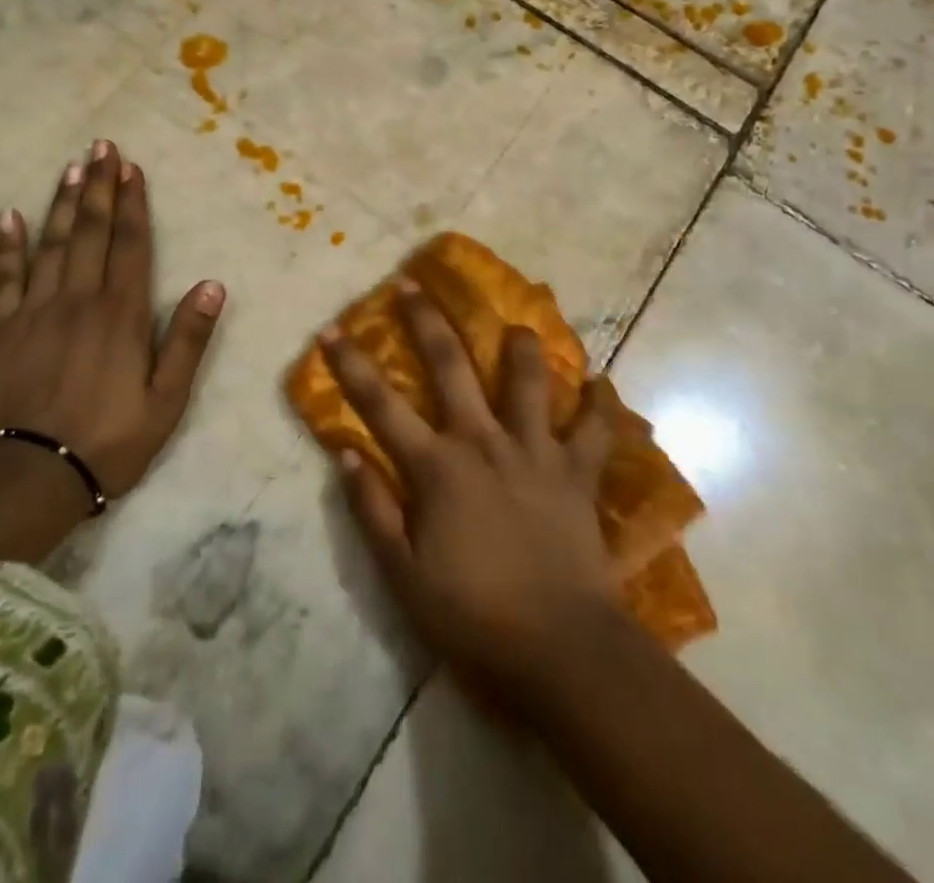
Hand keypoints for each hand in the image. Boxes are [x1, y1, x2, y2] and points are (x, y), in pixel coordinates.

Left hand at [0, 140, 225, 500]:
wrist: (27, 479)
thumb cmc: (109, 440)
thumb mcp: (167, 400)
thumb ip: (188, 339)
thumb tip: (214, 284)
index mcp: (121, 314)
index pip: (130, 244)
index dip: (132, 203)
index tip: (132, 168)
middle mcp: (78, 299)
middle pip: (91, 232)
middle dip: (99, 186)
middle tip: (102, 146)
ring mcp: (34, 311)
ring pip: (52, 244)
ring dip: (63, 203)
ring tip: (72, 167)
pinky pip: (4, 277)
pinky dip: (8, 245)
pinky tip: (9, 216)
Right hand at [320, 283, 618, 709]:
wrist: (560, 649)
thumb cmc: (474, 617)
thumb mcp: (403, 575)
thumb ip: (373, 511)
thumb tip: (346, 455)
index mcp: (437, 466)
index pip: (380, 405)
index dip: (351, 365)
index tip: (330, 329)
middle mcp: (484, 441)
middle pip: (450, 366)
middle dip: (426, 321)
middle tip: (412, 284)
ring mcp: (536, 452)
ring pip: (529, 381)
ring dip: (522, 347)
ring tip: (518, 325)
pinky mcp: (578, 473)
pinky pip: (597, 430)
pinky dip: (602, 405)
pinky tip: (603, 383)